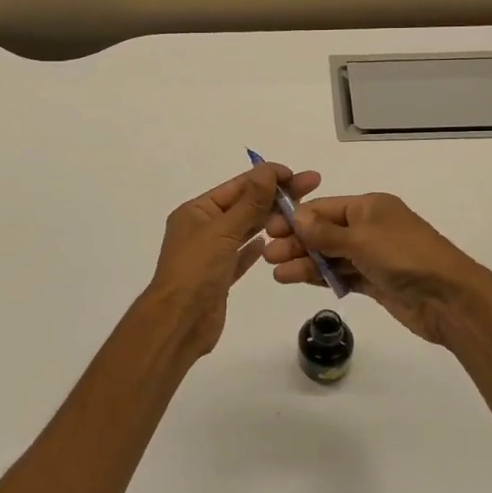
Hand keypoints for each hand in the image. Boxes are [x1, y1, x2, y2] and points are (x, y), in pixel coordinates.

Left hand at [145, 162, 320, 357]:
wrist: (180, 323)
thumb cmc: (196, 270)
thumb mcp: (223, 231)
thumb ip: (249, 202)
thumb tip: (267, 170)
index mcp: (196, 211)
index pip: (237, 186)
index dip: (266, 177)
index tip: (296, 173)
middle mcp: (202, 228)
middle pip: (243, 206)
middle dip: (275, 197)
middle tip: (312, 187)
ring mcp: (211, 253)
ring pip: (244, 230)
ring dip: (269, 220)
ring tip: (301, 213)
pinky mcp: (220, 277)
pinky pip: (241, 256)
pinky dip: (255, 248)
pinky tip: (273, 241)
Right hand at [263, 190, 491, 349]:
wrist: (449, 298)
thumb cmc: (405, 257)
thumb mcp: (362, 239)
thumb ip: (326, 232)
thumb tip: (297, 217)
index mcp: (370, 206)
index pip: (324, 209)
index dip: (296, 219)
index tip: (270, 231)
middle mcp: (370, 227)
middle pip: (324, 232)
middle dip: (296, 242)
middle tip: (268, 255)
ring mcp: (373, 256)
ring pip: (330, 255)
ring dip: (304, 262)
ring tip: (276, 273)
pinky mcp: (375, 281)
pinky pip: (341, 274)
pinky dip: (321, 277)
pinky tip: (297, 280)